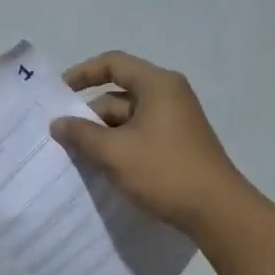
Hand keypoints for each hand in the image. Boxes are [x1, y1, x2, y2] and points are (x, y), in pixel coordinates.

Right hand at [50, 51, 249, 232]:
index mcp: (157, 85)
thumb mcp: (115, 153)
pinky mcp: (177, 144)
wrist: (216, 210)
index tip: (58, 94)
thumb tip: (58, 123)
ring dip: (103, 135)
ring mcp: (175, 121)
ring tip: (77, 157)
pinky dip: (120, 146)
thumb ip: (82, 134)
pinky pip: (140, 136)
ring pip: (128, 119)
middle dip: (90, 115)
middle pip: (119, 94)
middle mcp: (168, 95)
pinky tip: (103, 168)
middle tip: (62, 139)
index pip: (113, 64)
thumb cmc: (164, 172)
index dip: (82, 74)